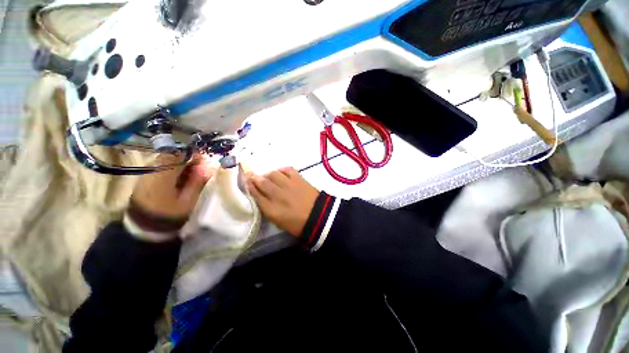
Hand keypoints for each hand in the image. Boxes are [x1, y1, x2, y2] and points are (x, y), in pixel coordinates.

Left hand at [130, 154, 214, 225]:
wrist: (145, 228)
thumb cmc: (170, 215)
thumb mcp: (188, 200)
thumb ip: (197, 182)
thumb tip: (209, 167)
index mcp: (163, 176)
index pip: (179, 156)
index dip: (193, 156)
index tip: (205, 161)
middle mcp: (152, 170)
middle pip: (171, 155)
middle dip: (187, 159)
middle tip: (199, 167)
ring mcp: (146, 174)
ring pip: (166, 160)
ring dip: (180, 163)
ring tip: (191, 173)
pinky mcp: (145, 178)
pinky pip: (160, 166)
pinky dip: (172, 168)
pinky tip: (179, 178)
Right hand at [246, 168, 318, 236]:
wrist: (318, 216)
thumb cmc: (297, 224)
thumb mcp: (278, 221)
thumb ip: (268, 208)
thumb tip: (261, 196)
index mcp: (271, 209)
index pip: (256, 195)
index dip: (250, 187)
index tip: (246, 182)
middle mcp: (277, 195)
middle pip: (262, 182)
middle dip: (255, 178)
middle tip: (252, 175)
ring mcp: (288, 185)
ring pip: (273, 174)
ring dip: (268, 174)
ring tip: (268, 176)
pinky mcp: (298, 179)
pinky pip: (287, 170)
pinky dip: (282, 170)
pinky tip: (281, 173)